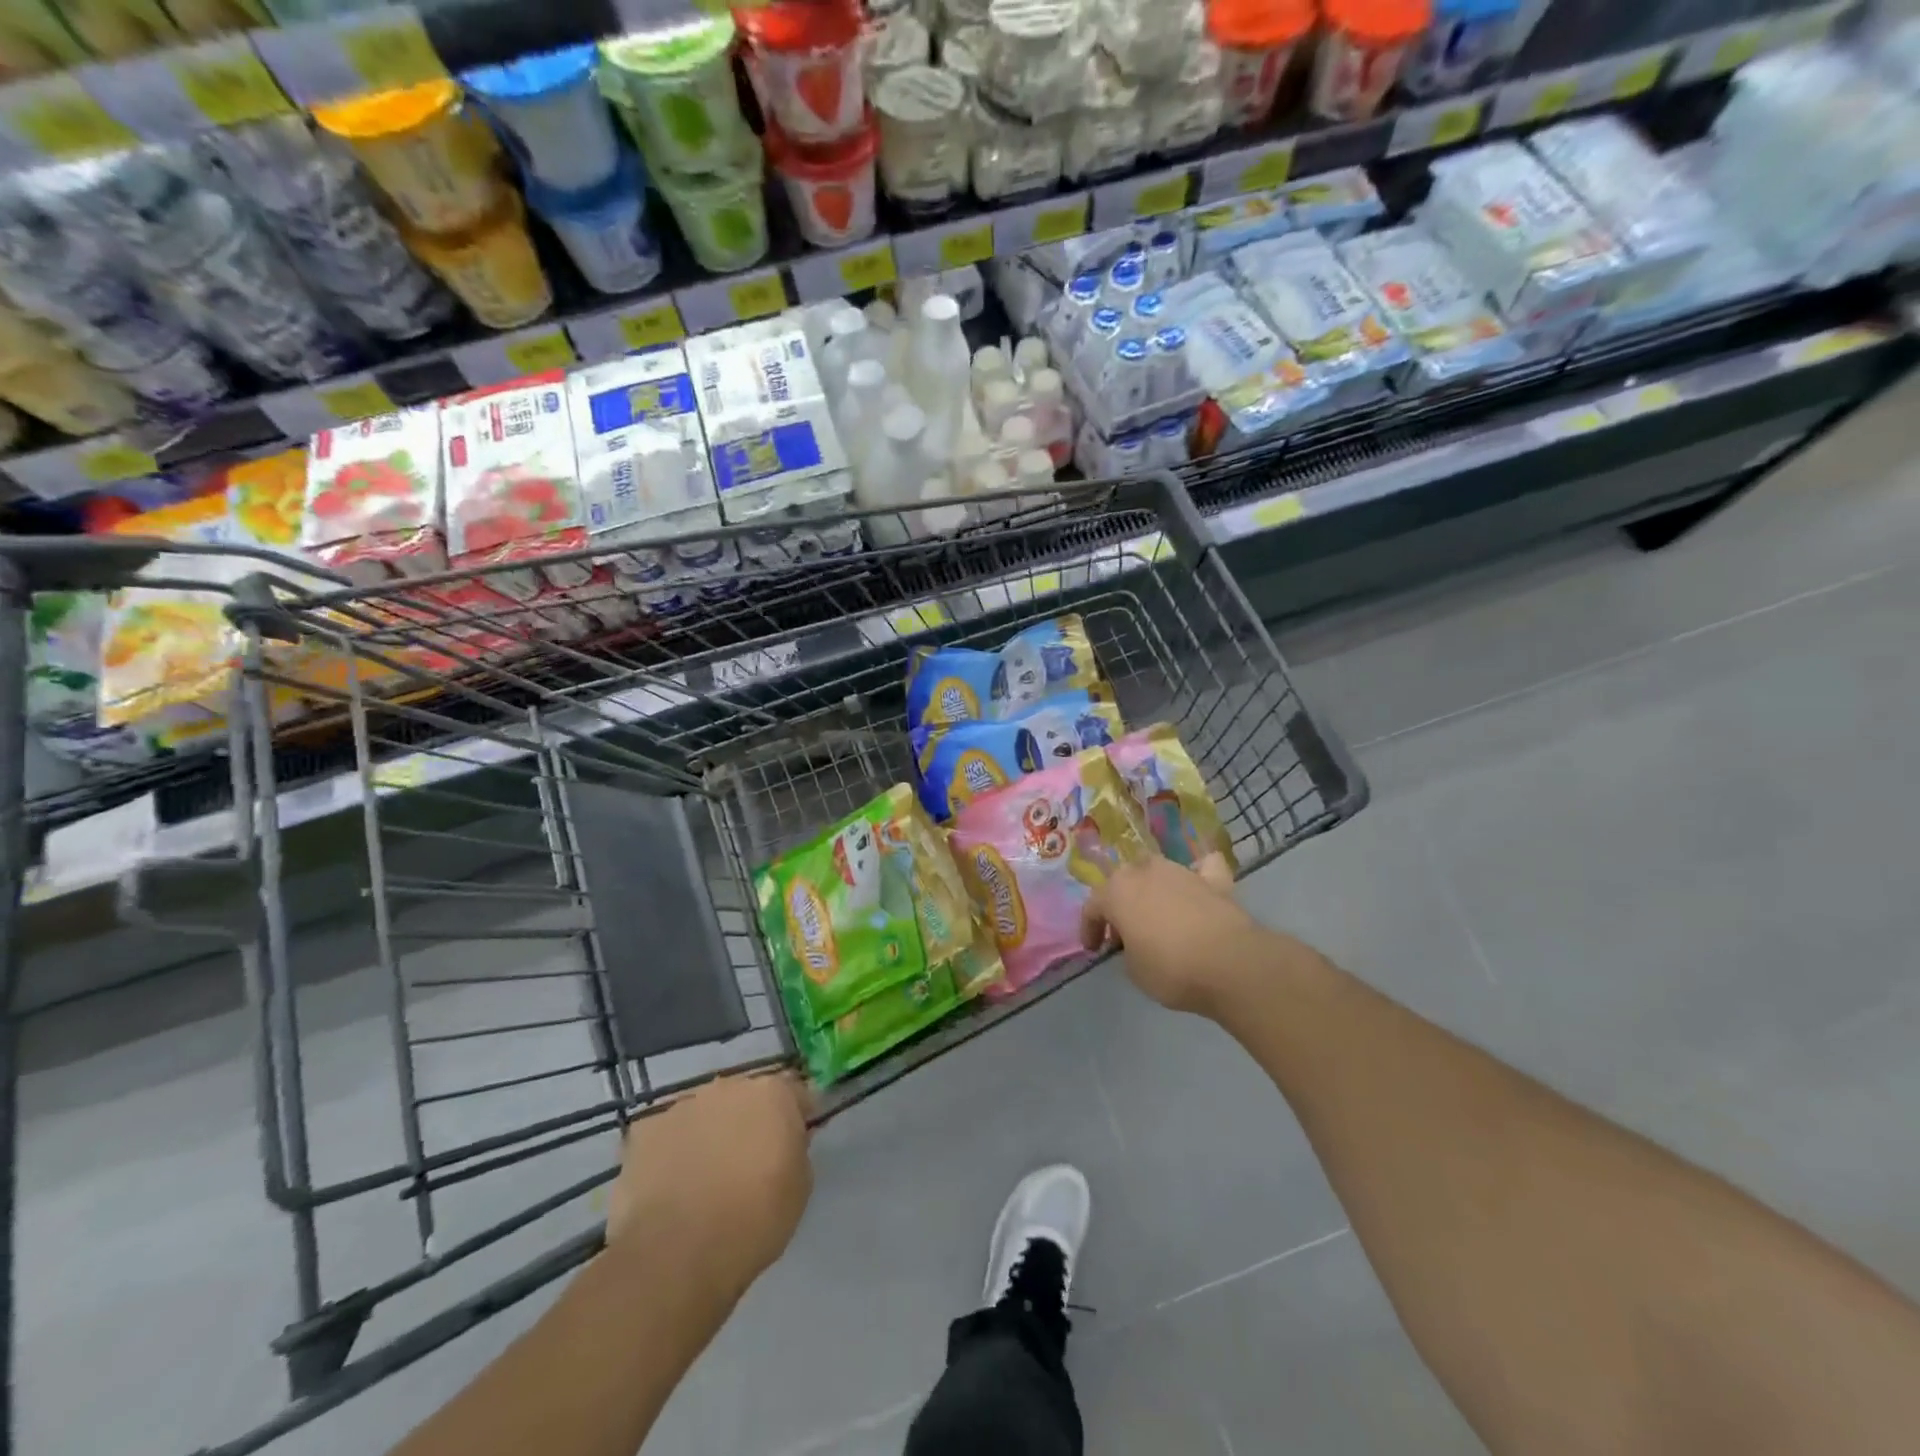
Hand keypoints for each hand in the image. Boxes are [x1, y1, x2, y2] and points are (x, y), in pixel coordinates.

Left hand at [605, 1071, 812, 1295]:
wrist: (680, 1254)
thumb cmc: (755, 1220)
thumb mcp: (800, 1185)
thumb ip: (795, 1148)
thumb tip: (784, 1140)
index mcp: (773, 1092)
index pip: (794, 1093)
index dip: (795, 1117)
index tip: (792, 1143)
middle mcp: (728, 1086)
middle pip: (744, 1098)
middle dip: (747, 1121)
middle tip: (746, 1162)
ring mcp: (682, 1105)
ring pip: (703, 1114)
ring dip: (708, 1134)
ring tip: (702, 1180)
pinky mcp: (644, 1131)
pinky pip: (665, 1136)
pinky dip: (670, 1153)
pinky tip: (669, 1187)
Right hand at [1081, 853, 1263, 1015]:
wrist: (1230, 964)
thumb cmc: (1170, 969)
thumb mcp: (1133, 970)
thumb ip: (1127, 949)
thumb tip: (1136, 941)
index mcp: (1117, 891)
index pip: (1092, 906)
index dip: (1089, 928)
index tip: (1094, 949)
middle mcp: (1145, 871)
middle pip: (1124, 882)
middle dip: (1121, 905)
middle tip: (1125, 934)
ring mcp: (1182, 871)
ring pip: (1158, 872)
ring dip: (1153, 891)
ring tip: (1158, 917)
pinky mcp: (1215, 880)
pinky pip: (1203, 870)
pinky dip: (1200, 876)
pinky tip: (1200, 886)